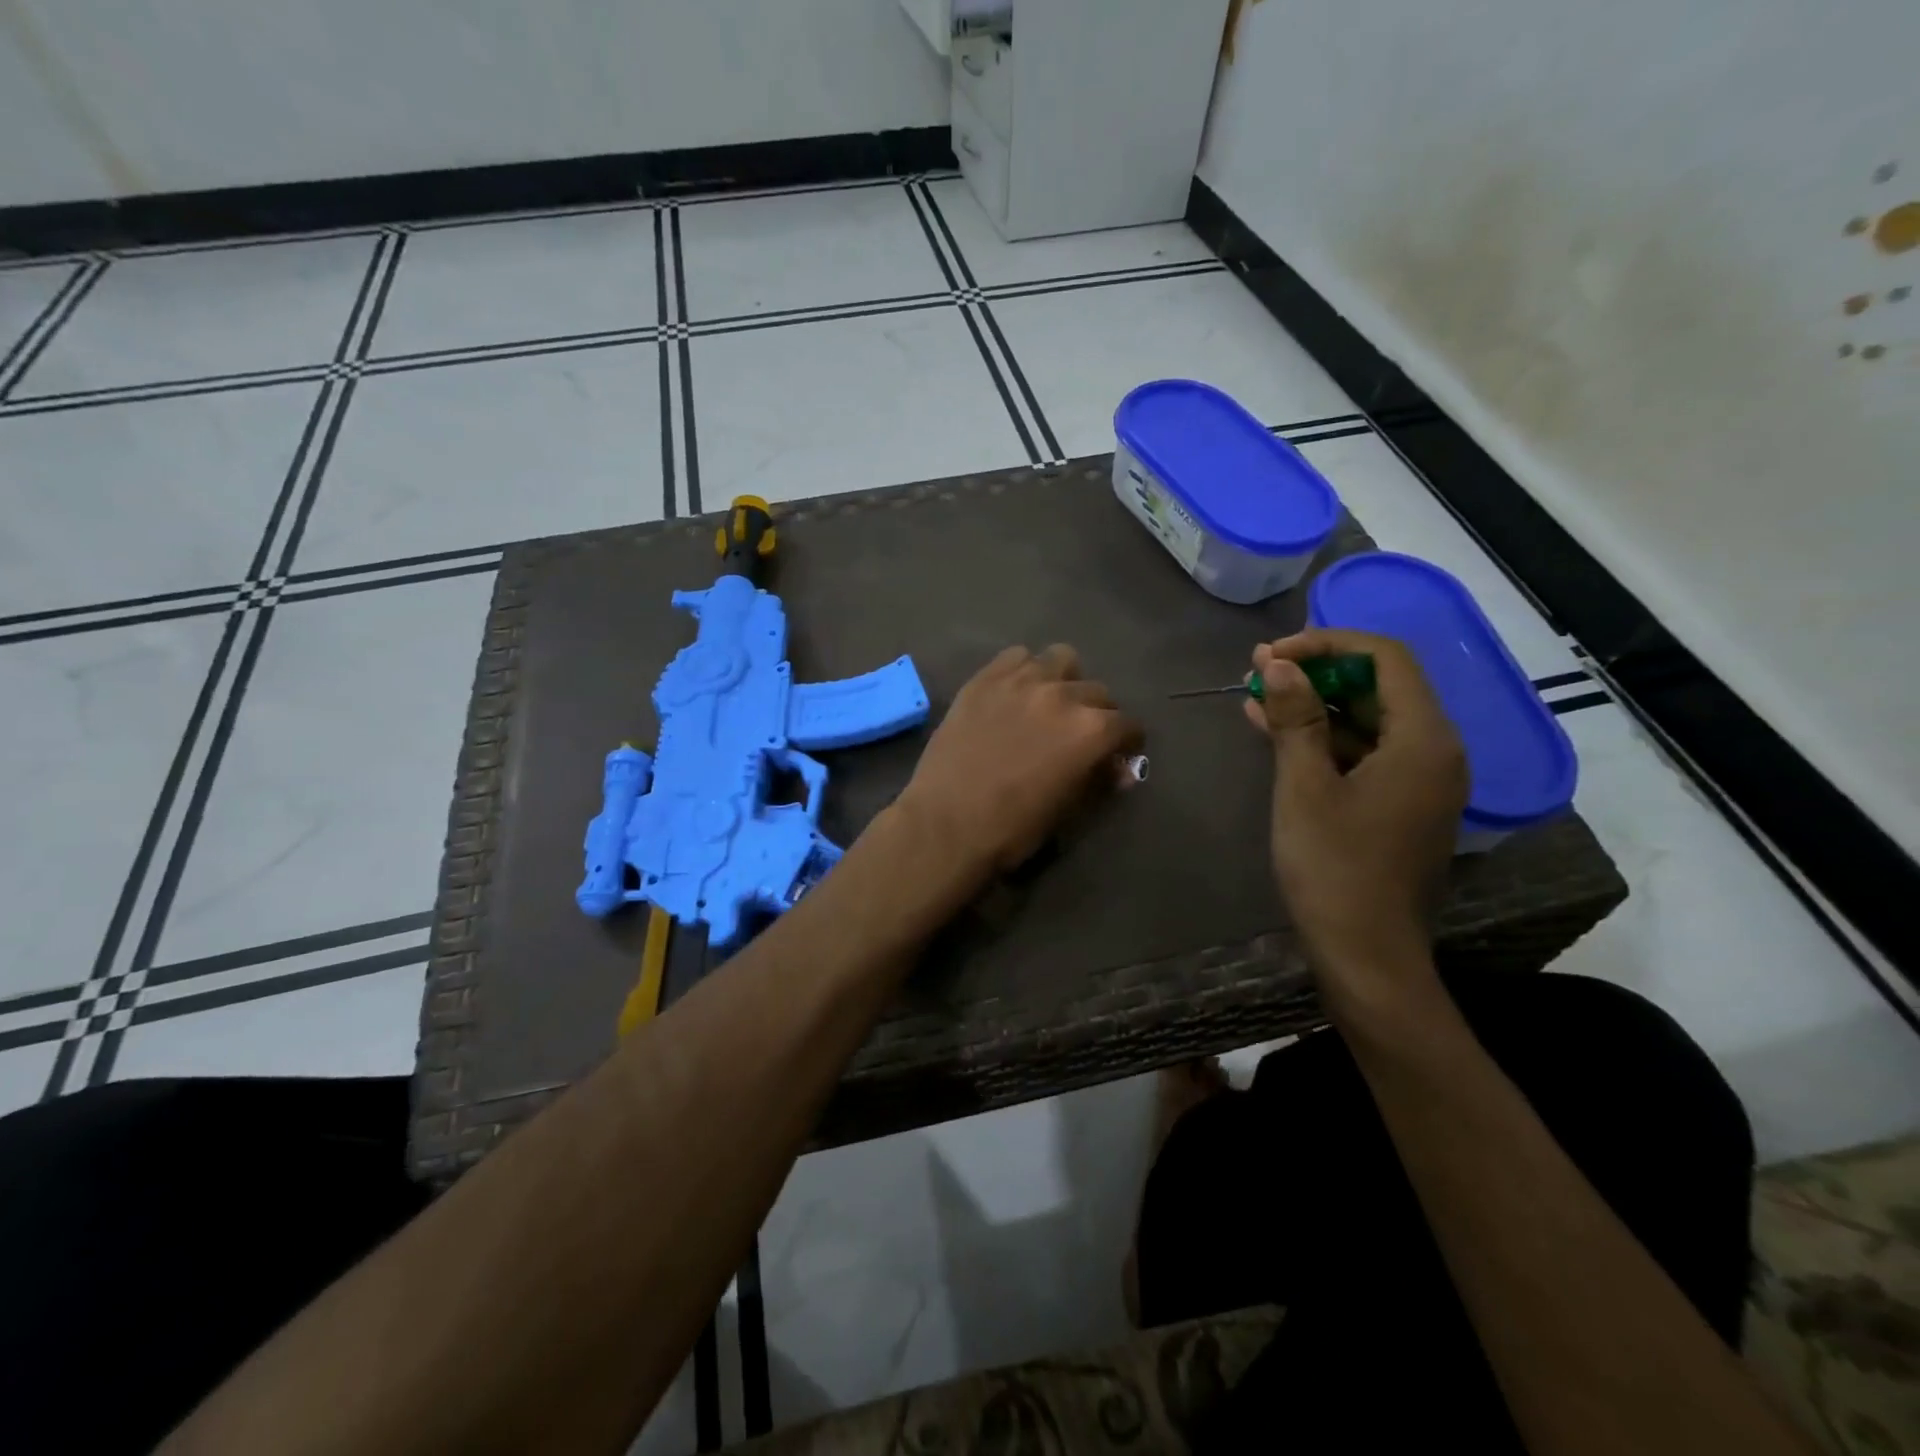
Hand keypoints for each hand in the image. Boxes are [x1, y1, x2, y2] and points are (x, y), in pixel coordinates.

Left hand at [899, 645, 1141, 878]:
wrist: (945, 823)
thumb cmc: (1012, 828)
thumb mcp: (1068, 811)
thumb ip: (1098, 781)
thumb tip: (1120, 770)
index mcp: (1091, 730)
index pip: (1127, 725)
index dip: (1126, 743)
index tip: (1116, 754)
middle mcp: (1062, 695)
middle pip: (1097, 691)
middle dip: (1097, 713)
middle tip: (1079, 734)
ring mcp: (1021, 681)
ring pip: (1061, 660)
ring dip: (1064, 680)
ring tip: (1049, 703)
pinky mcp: (984, 679)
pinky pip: (1016, 657)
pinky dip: (1024, 671)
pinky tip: (1015, 694)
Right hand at [1245, 629, 1467, 1011]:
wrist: (1366, 954)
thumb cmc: (1334, 867)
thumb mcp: (1305, 786)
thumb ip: (1297, 718)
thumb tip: (1279, 662)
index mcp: (1424, 739)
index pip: (1386, 658)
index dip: (1327, 642)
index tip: (1274, 654)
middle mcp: (1434, 751)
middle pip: (1379, 686)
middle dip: (1317, 671)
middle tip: (1259, 671)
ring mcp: (1420, 781)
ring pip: (1368, 720)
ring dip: (1315, 704)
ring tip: (1257, 695)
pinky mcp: (1401, 805)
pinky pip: (1364, 753)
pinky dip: (1323, 739)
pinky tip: (1273, 731)